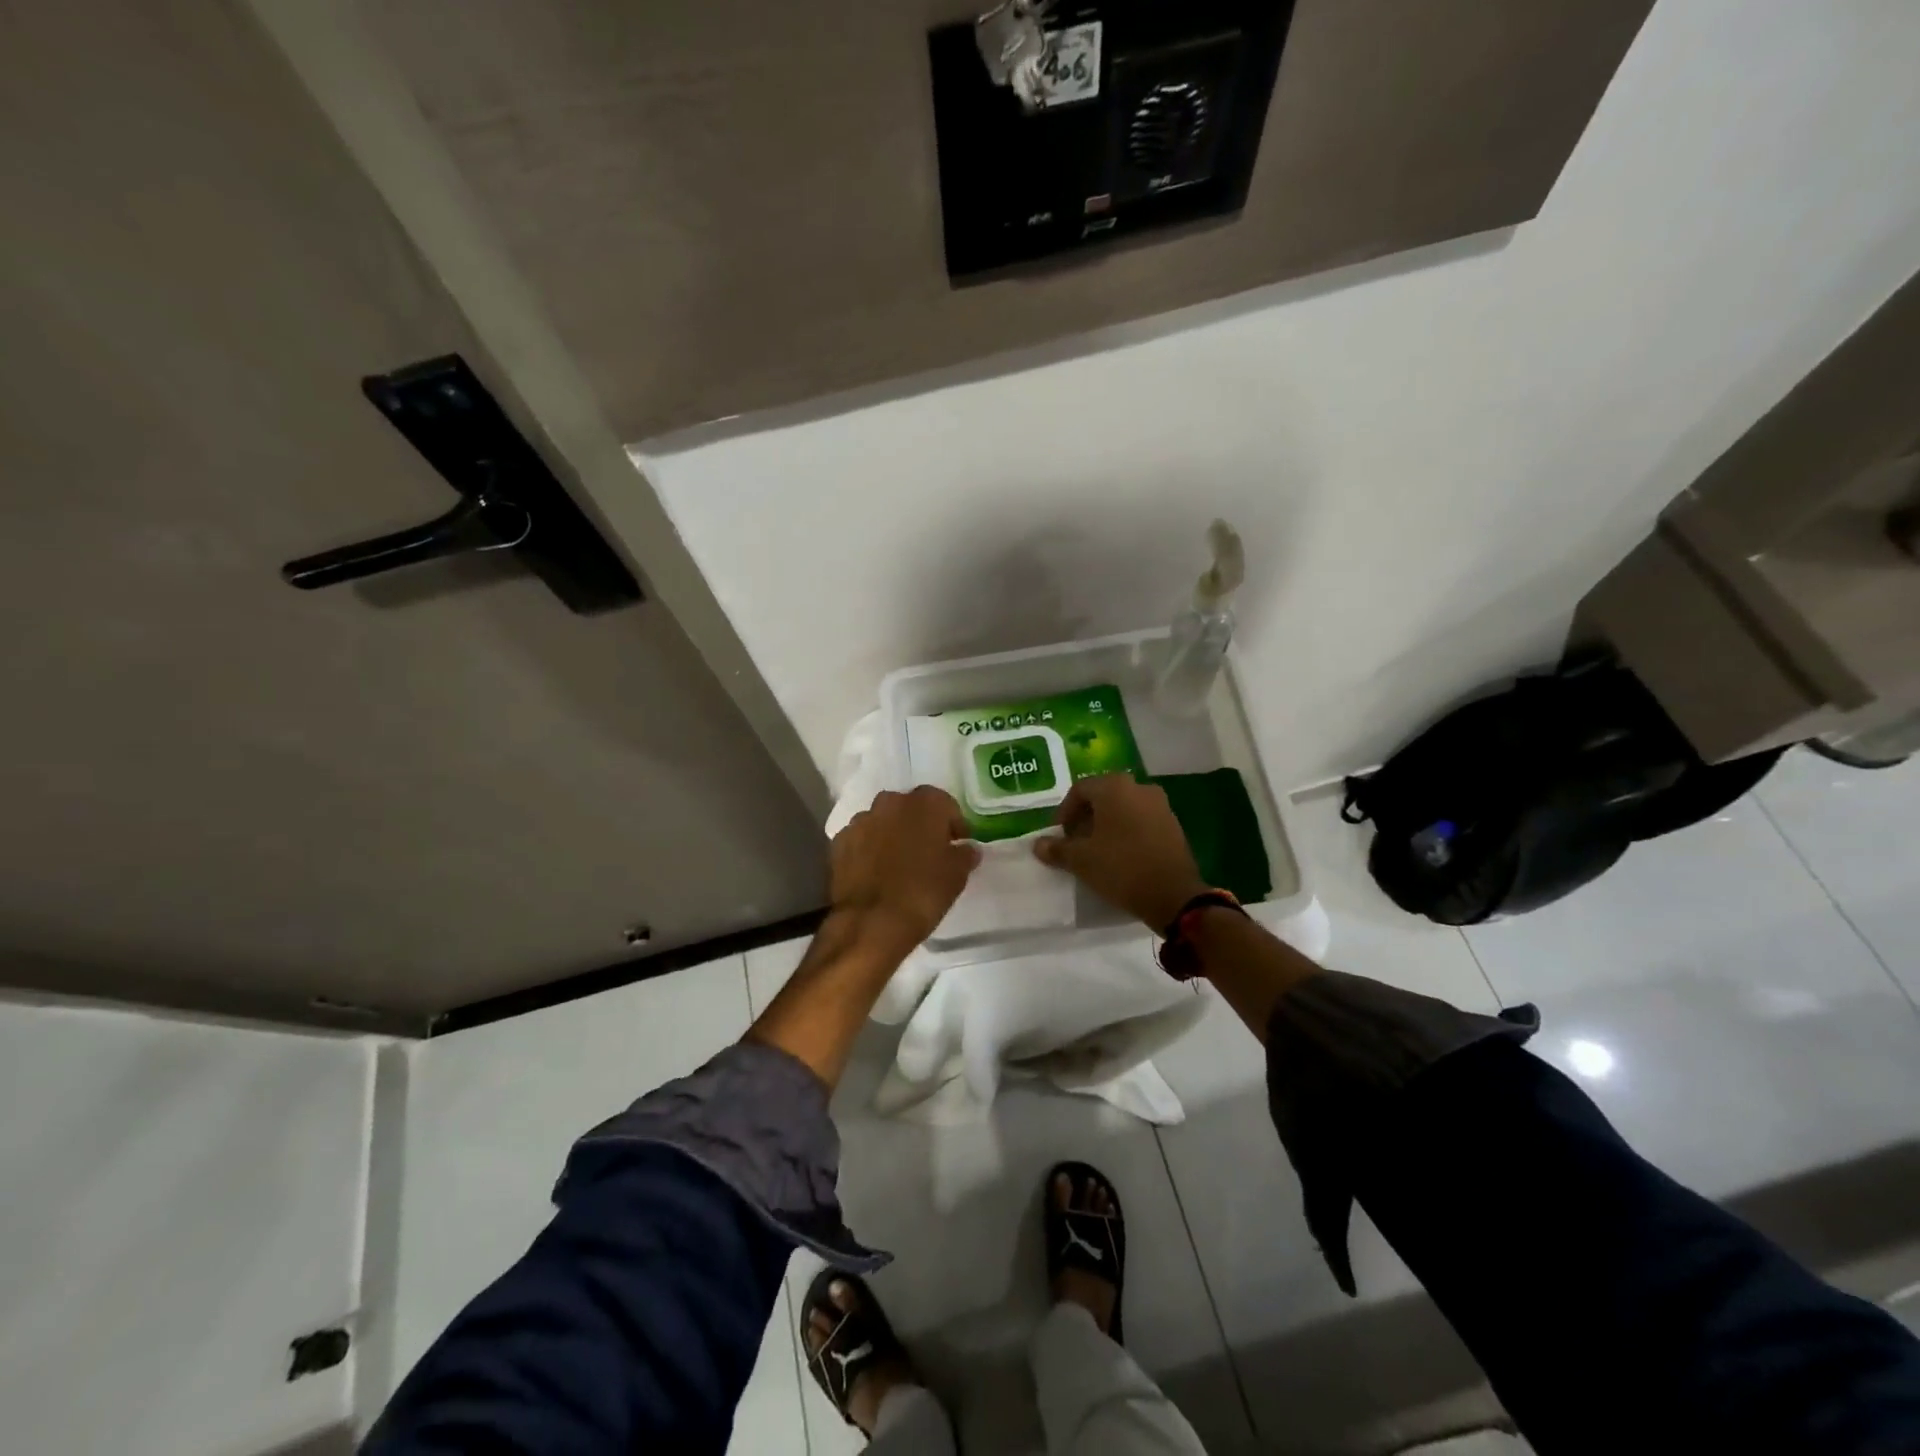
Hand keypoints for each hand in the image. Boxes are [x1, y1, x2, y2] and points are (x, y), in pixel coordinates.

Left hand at [829, 787, 980, 952]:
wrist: (871, 922)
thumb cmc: (923, 893)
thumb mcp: (957, 875)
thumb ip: (964, 854)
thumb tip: (967, 848)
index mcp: (924, 804)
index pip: (944, 804)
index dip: (952, 823)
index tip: (958, 843)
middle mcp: (890, 803)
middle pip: (910, 808)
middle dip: (920, 824)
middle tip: (929, 851)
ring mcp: (861, 820)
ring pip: (883, 822)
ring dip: (892, 835)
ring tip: (899, 863)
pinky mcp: (839, 842)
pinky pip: (861, 839)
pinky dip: (869, 849)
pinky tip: (876, 872)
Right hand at [1034, 774, 1207, 929]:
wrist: (1173, 895)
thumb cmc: (1121, 868)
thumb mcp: (1081, 860)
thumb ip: (1057, 848)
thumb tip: (1038, 844)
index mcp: (1115, 787)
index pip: (1080, 790)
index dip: (1064, 812)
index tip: (1058, 836)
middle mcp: (1139, 788)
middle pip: (1103, 797)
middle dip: (1085, 818)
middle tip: (1074, 842)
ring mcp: (1160, 805)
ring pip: (1124, 809)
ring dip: (1107, 825)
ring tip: (1096, 851)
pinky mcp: (1174, 825)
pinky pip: (1141, 821)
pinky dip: (1127, 832)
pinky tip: (1120, 855)